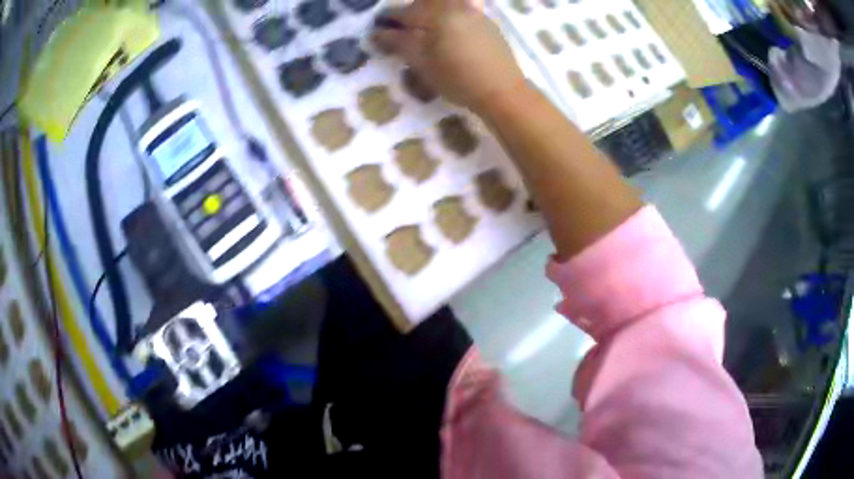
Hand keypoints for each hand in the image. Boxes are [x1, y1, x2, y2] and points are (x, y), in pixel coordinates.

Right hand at [372, 0, 525, 112]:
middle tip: (399, 26)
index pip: (406, 13)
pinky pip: (461, 9)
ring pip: (444, 4)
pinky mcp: (487, 22)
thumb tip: (379, 33)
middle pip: (425, 3)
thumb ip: (400, 43)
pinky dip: (447, 14)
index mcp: (438, 15)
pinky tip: (446, 28)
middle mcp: (456, 7)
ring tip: (423, 26)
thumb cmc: (458, 80)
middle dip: (409, 12)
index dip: (390, 19)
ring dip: (429, 11)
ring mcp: (474, 13)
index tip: (379, 26)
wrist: (502, 91)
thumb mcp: (423, 63)